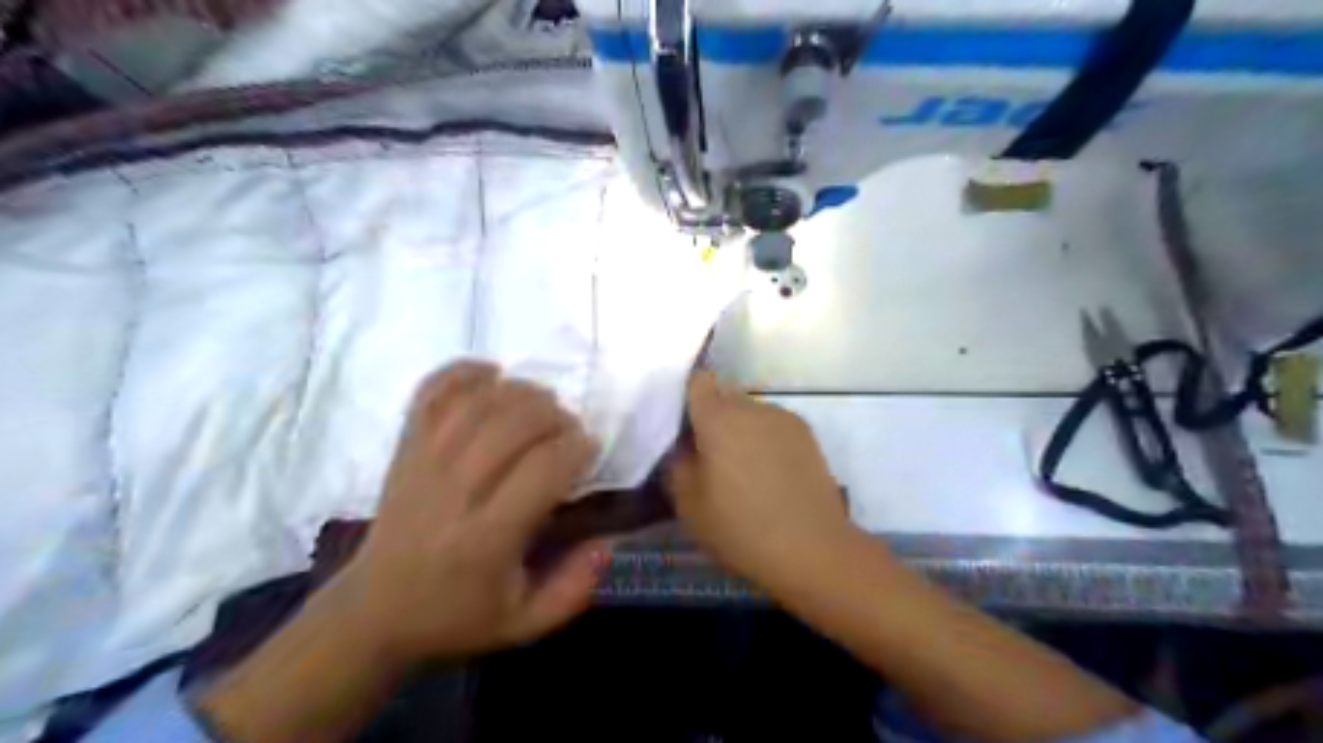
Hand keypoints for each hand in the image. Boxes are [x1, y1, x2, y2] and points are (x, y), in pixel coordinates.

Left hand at [328, 362, 606, 669]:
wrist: (374, 610)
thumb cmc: (456, 614)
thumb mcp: (524, 623)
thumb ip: (573, 588)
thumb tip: (607, 541)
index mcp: (486, 539)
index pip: (541, 469)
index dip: (575, 447)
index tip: (589, 449)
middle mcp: (454, 493)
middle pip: (511, 425)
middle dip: (554, 415)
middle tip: (569, 429)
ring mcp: (423, 464)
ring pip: (477, 403)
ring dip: (520, 391)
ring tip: (542, 403)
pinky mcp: (405, 448)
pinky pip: (431, 393)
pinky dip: (464, 372)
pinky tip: (492, 374)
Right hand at [668, 372, 853, 591]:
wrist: (811, 548)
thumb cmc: (740, 528)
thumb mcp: (688, 504)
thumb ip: (677, 464)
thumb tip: (683, 445)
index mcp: (718, 418)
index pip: (698, 382)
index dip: (688, 397)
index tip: (683, 425)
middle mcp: (752, 407)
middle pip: (725, 395)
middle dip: (713, 417)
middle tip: (709, 455)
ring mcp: (783, 418)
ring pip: (751, 411)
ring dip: (741, 429)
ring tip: (743, 469)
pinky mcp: (807, 434)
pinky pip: (774, 425)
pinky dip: (765, 439)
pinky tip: (769, 474)